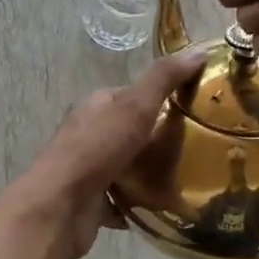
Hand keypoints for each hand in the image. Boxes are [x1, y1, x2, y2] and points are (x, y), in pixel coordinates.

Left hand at [8, 48, 207, 258]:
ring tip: (188, 179)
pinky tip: (163, 207)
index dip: (162, 98)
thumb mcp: (135, 107)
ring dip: (150, 173)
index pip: (134, 95)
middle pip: (131, 132)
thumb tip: (199, 51)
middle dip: (159, 139)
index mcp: (96, 105)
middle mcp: (89, 134)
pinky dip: (138, 203)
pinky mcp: (91, 201)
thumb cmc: (96, 150)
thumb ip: (164, 80)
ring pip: (126, 166)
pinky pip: (121, 200)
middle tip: (198, 149)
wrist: (59, 207)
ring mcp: (88, 169)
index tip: (195, 109)